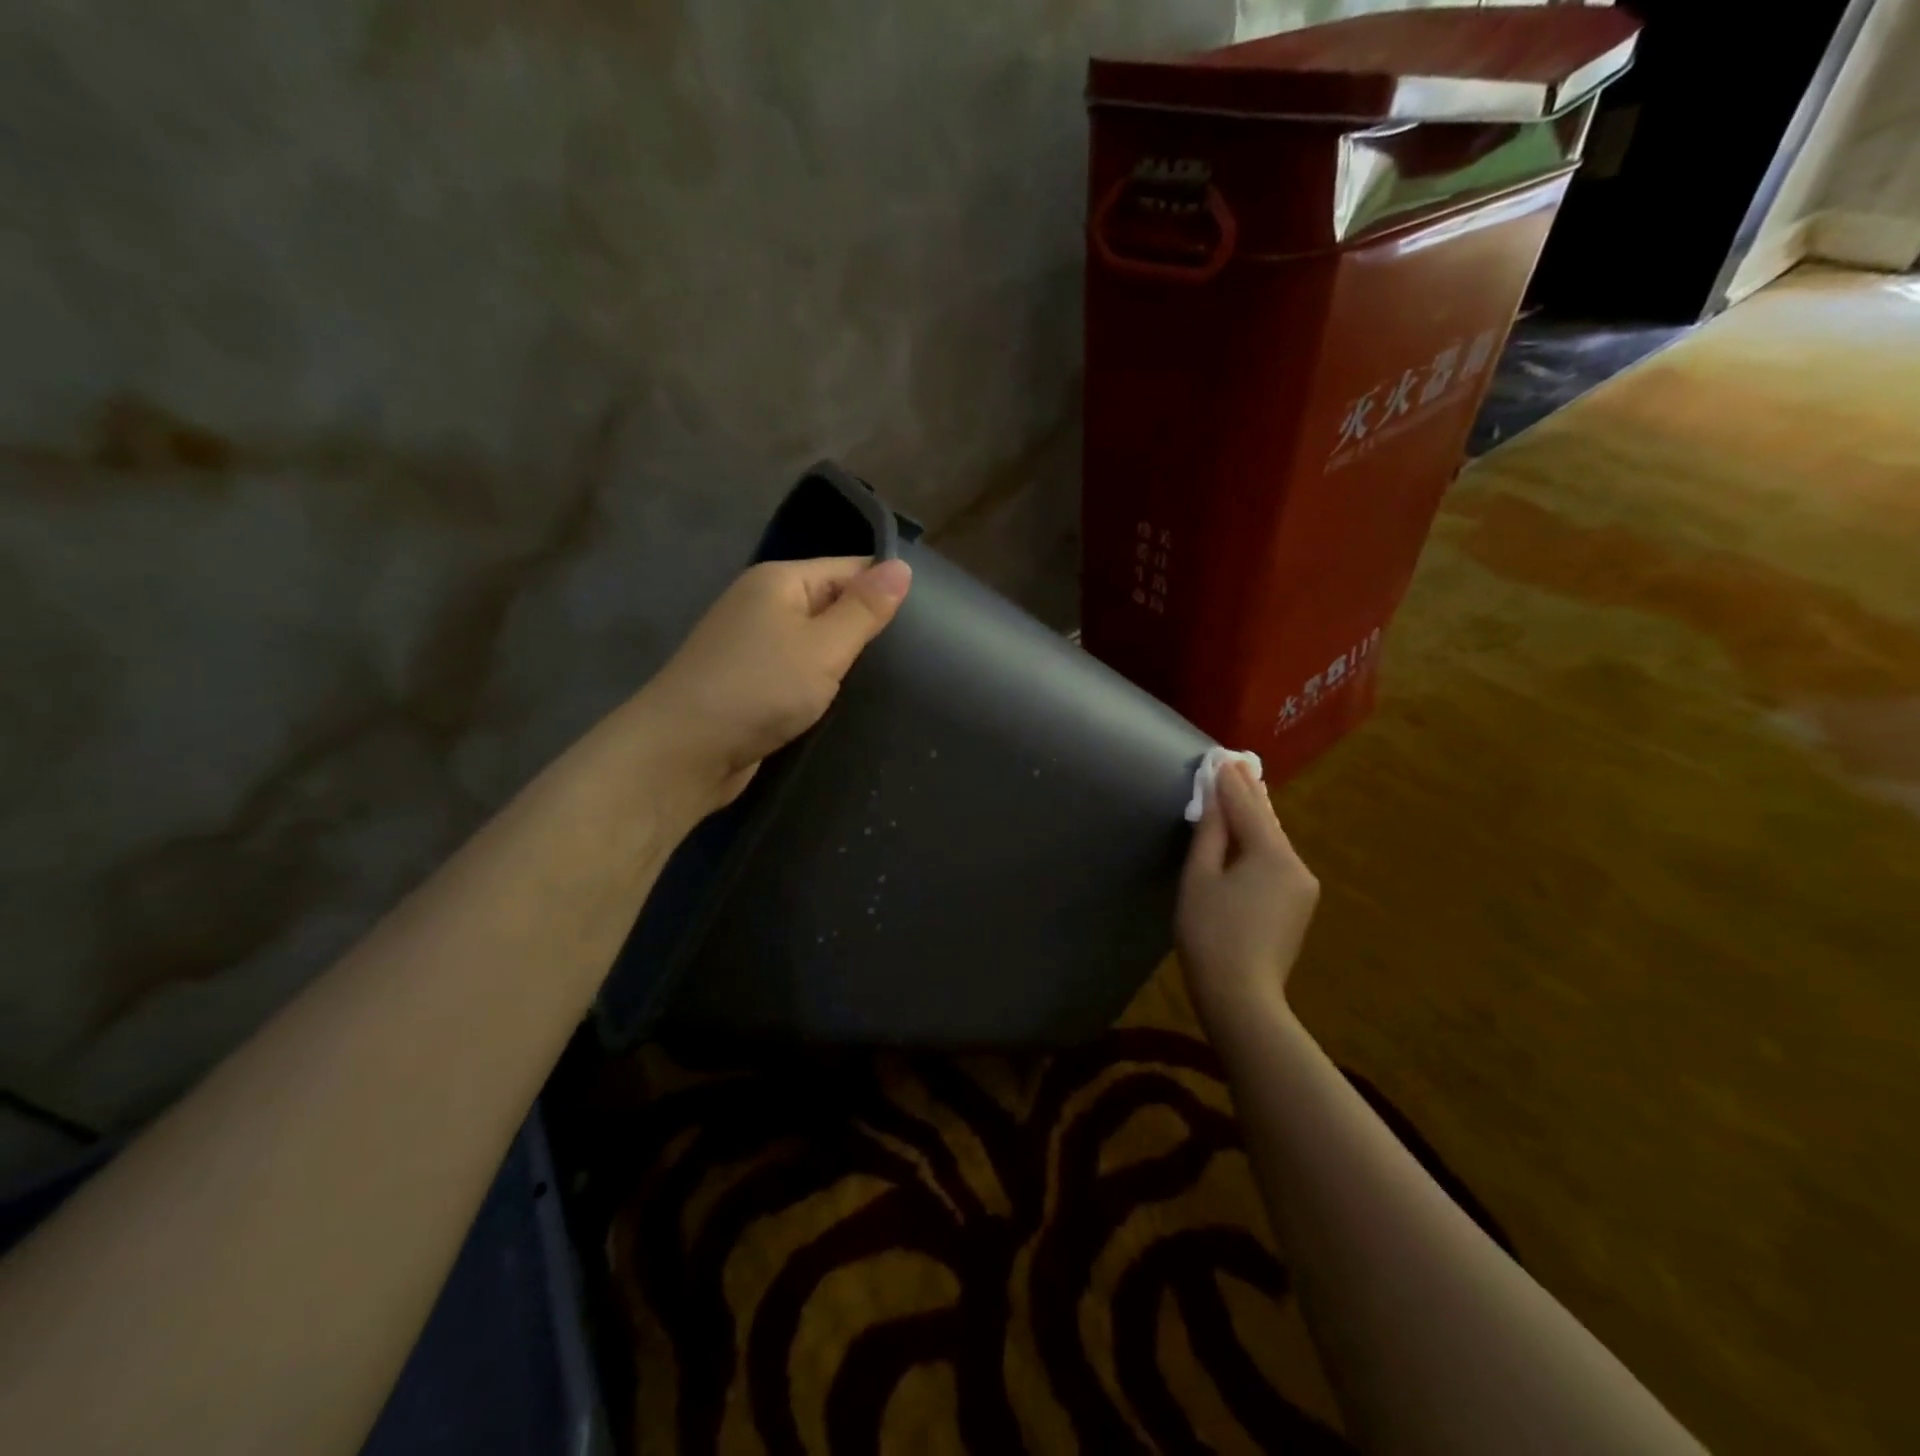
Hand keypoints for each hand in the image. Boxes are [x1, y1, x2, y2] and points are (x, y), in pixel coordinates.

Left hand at [636, 555, 911, 809]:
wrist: (682, 753)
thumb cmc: (758, 690)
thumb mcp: (823, 646)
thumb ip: (864, 609)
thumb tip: (902, 567)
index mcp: (779, 581)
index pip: (850, 568)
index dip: (887, 588)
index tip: (930, 619)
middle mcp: (763, 606)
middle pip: (832, 604)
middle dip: (868, 628)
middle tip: (920, 656)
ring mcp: (753, 647)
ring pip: (816, 643)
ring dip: (845, 661)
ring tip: (896, 680)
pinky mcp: (751, 685)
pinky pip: (798, 673)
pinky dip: (821, 685)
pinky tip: (849, 702)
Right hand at [1177, 761, 1319, 1020]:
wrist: (1242, 997)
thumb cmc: (1211, 934)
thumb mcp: (1200, 879)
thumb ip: (1210, 834)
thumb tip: (1214, 799)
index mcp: (1272, 854)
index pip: (1247, 807)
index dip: (1230, 782)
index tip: (1221, 756)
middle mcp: (1295, 864)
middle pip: (1267, 821)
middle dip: (1249, 794)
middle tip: (1236, 763)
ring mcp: (1301, 887)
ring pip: (1273, 841)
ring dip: (1255, 818)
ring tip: (1242, 790)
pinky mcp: (1297, 906)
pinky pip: (1276, 861)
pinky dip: (1260, 842)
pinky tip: (1250, 834)